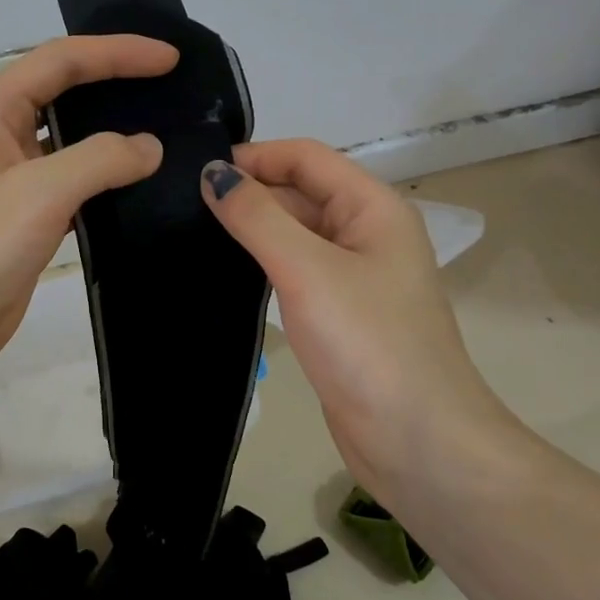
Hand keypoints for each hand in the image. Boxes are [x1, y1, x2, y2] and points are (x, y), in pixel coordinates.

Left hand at [0, 35, 176, 414]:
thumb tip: (149, 146)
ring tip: (167, 134)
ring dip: (111, 138)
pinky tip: (140, 189)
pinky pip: (69, 188)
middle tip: (173, 89)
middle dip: (115, 85)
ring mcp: (6, 183)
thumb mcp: (37, 193)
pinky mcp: (19, 223)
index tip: (170, 58)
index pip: (59, 61)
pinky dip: (103, 184)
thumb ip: (100, 159)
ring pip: (68, 145)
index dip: (116, 52)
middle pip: (62, 94)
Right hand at [200, 139, 503, 501]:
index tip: (197, 173)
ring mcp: (353, 275)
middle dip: (248, 192)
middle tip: (182, 204)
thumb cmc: (367, 343)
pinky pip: (294, 270)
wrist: (417, 442)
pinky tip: (224, 270)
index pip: (306, 157)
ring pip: (294, 232)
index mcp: (372, 208)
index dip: (255, 157)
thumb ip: (257, 216)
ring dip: (251, 227)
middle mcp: (366, 232)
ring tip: (191, 231)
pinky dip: (261, 262)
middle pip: (300, 191)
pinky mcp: (337, 313)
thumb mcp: (307, 270)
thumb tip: (212, 174)